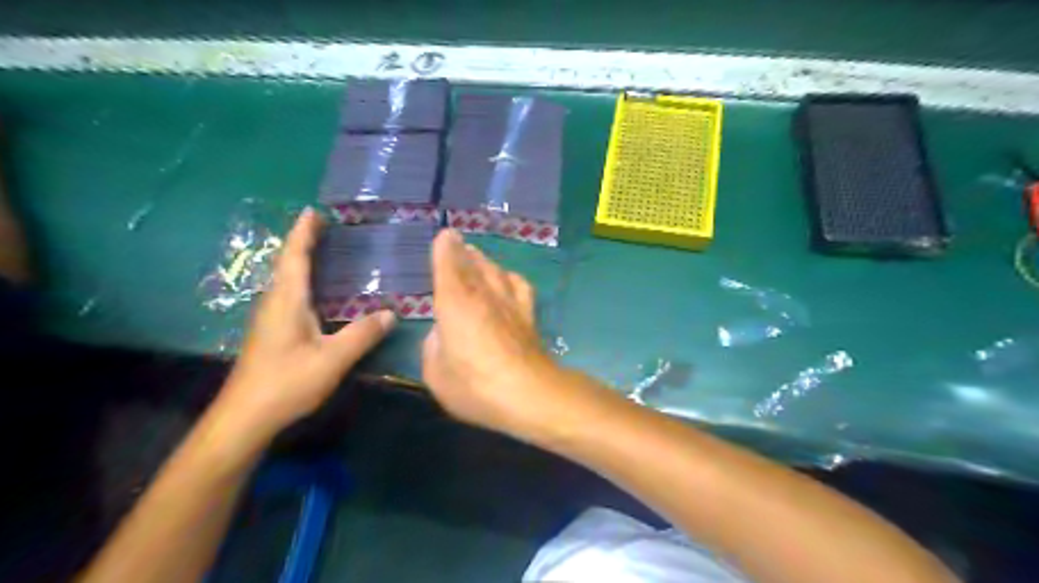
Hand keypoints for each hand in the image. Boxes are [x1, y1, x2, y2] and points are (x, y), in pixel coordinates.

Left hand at [218, 210, 398, 440]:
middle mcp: (274, 304)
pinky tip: (318, 294)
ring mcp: (269, 319)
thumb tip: (391, 313)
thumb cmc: (286, 383)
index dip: (303, 233)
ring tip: (325, 252)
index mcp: (287, 301)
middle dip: (304, 243)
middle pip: (288, 264)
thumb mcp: (332, 359)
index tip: (313, 211)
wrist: (244, 417)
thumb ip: (362, 335)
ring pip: (286, 281)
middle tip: (327, 228)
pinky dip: (303, 282)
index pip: (294, 258)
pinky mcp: (271, 334)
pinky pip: (289, 296)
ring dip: (302, 262)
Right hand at [422, 230, 565, 438]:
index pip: (449, 265)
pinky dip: (510, 277)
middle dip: (463, 250)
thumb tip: (441, 332)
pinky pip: (519, 286)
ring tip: (477, 256)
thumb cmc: (475, 386)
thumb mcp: (436, 374)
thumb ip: (433, 347)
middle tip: (457, 242)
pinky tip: (508, 279)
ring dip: (484, 260)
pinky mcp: (528, 316)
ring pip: (496, 271)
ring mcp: (510, 303)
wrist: (529, 393)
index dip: (445, 248)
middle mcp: (483, 295)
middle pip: (473, 264)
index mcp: (455, 302)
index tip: (444, 235)